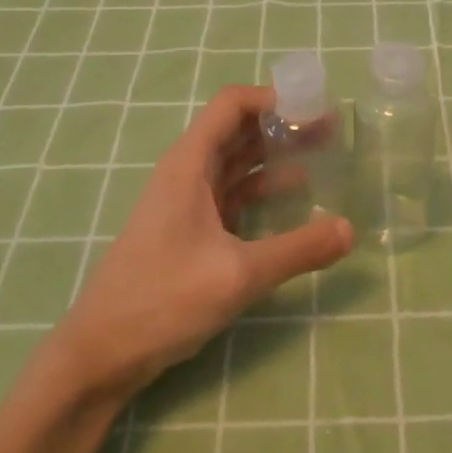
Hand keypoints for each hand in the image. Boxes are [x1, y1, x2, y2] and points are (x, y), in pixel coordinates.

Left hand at [41, 84, 353, 402]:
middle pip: (239, 130)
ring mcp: (187, 203)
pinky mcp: (190, 231)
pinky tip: (293, 204)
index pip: (232, 105)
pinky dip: (263, 192)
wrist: (100, 354)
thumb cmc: (162, 299)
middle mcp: (188, 174)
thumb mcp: (238, 274)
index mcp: (190, 164)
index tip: (315, 109)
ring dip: (276, 157)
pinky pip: (233, 196)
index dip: (274, 98)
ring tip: (322, 160)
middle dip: (283, 126)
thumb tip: (351, 229)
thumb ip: (297, 250)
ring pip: (237, 164)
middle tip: (331, 133)